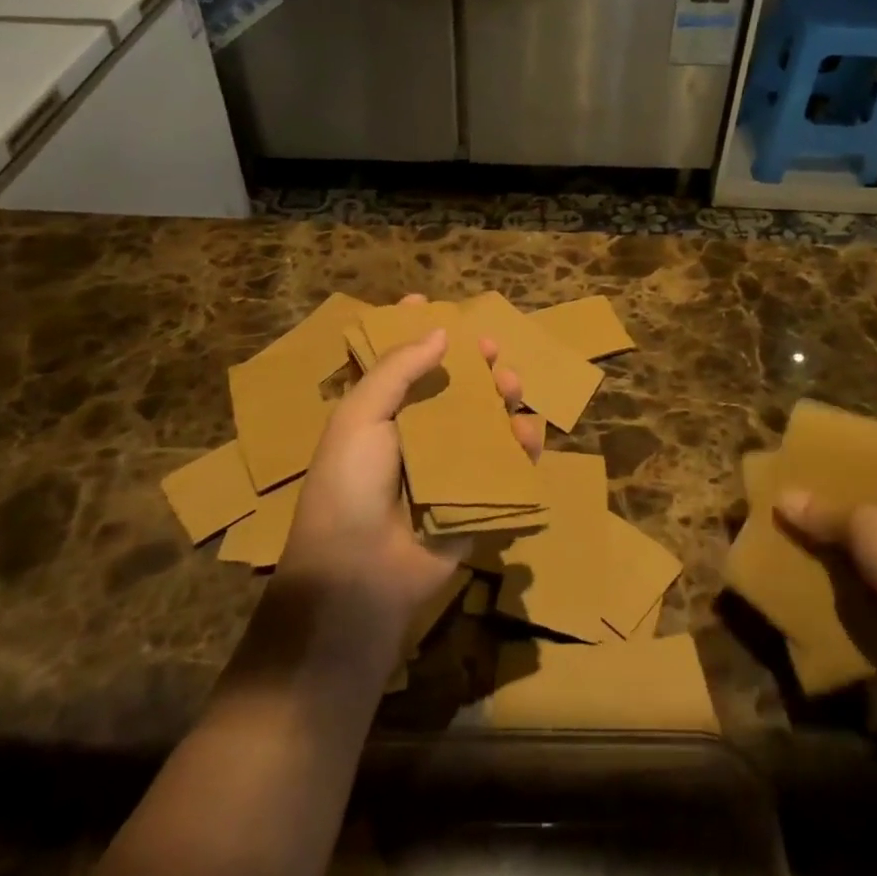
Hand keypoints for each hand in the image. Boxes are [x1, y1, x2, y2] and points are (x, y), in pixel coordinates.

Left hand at [279, 296, 541, 634]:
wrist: (361, 573)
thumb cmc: (350, 484)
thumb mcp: (359, 416)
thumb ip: (398, 370)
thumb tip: (440, 332)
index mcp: (381, 413)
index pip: (399, 362)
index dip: (413, 332)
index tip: (429, 302)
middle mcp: (417, 434)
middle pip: (452, 386)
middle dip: (473, 362)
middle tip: (490, 348)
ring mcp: (450, 466)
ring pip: (486, 419)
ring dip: (502, 397)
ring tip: (511, 385)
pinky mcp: (478, 496)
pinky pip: (507, 462)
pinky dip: (521, 443)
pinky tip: (526, 433)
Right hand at [777, 463, 876, 657]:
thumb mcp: (864, 528)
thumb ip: (822, 513)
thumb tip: (782, 496)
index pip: (865, 467)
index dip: (829, 473)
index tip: (791, 481)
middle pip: (864, 508)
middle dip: (827, 518)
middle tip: (783, 520)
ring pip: (870, 549)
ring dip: (839, 556)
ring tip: (792, 555)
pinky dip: (857, 587)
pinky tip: (823, 590)